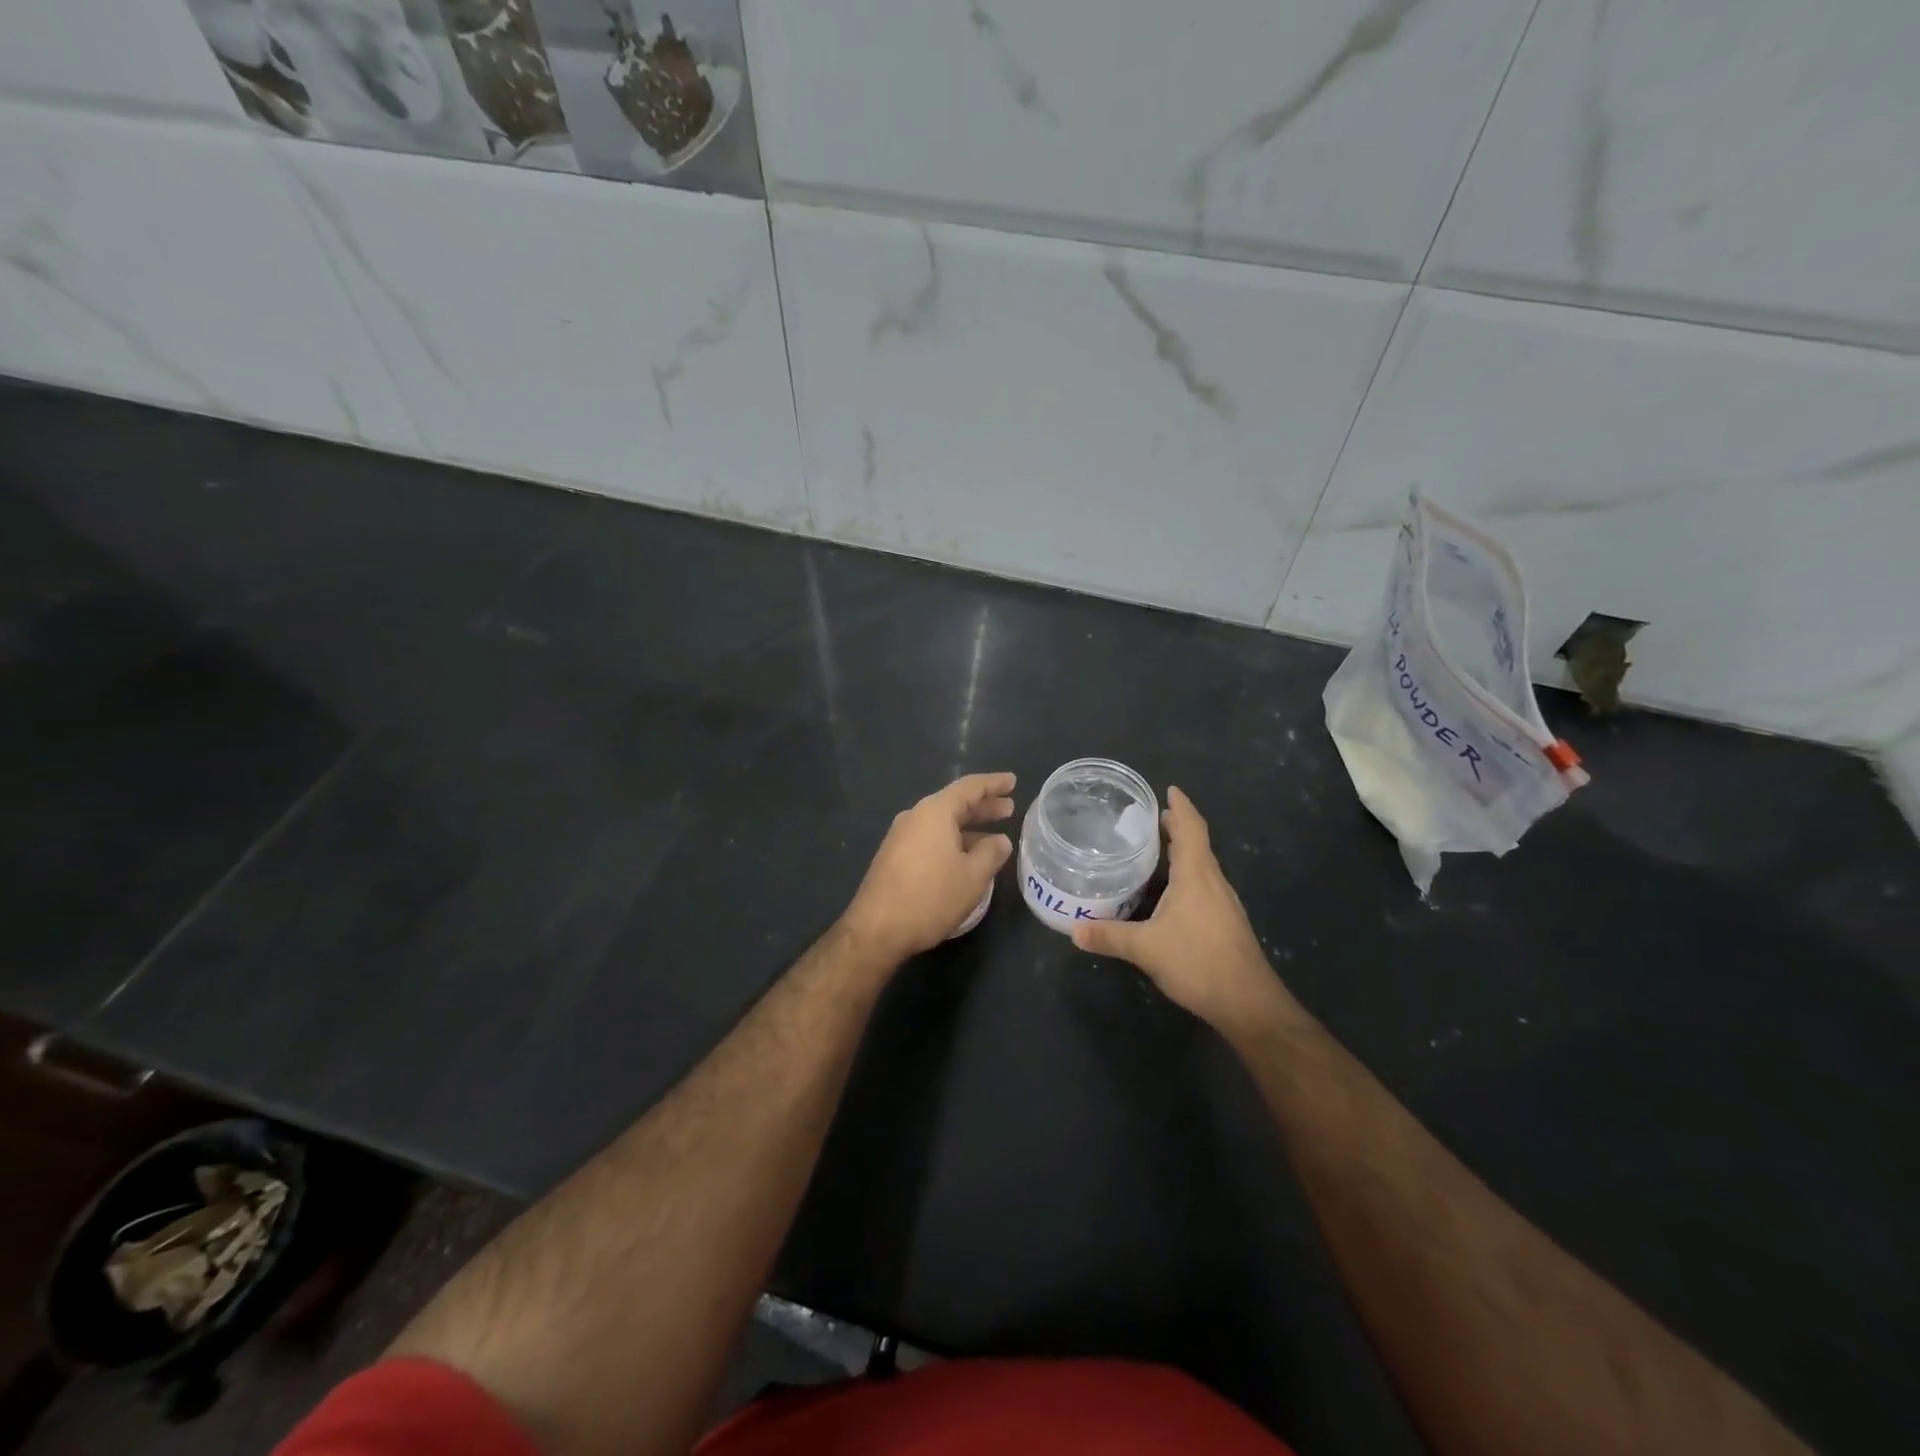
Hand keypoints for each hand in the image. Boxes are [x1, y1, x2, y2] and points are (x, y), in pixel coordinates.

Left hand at [840, 773, 1016, 965]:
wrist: (877, 929)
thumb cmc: (930, 897)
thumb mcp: (972, 876)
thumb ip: (991, 853)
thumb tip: (1001, 840)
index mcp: (934, 812)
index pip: (969, 787)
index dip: (994, 784)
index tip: (1013, 781)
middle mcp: (915, 817)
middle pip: (954, 804)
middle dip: (983, 806)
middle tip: (1009, 808)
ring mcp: (901, 837)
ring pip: (942, 823)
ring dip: (968, 827)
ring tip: (994, 836)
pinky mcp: (894, 857)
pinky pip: (930, 838)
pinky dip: (952, 841)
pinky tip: (966, 857)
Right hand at [1070, 787, 1284, 1038]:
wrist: (1248, 1003)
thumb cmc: (1198, 962)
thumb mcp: (1146, 949)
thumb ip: (1109, 937)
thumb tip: (1074, 931)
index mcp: (1197, 875)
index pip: (1191, 828)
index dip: (1181, 807)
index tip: (1169, 789)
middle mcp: (1213, 882)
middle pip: (1197, 843)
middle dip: (1177, 827)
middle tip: (1150, 818)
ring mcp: (1224, 903)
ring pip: (1202, 865)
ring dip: (1183, 851)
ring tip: (1156, 848)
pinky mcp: (1226, 922)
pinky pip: (1204, 884)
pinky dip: (1187, 874)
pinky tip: (1170, 891)